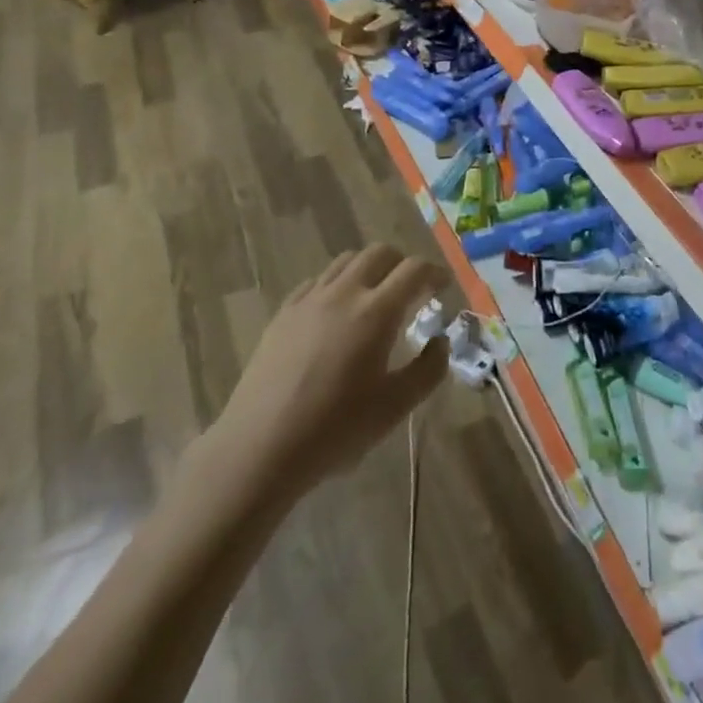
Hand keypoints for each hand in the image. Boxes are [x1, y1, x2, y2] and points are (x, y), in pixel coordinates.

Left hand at [207, 244, 448, 506]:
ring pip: (346, 260)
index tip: (443, 287)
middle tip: (411, 291)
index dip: (434, 273)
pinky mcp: (283, 313)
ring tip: (374, 297)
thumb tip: (440, 342)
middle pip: (380, 253)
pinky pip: (317, 281)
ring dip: (369, 269)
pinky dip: (337, 285)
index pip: (414, 269)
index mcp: (377, 311)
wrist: (259, 449)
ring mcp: (309, 299)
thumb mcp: (395, 407)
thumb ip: (428, 370)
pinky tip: (335, 313)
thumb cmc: (334, 430)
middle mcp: (344, 292)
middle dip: (402, 264)